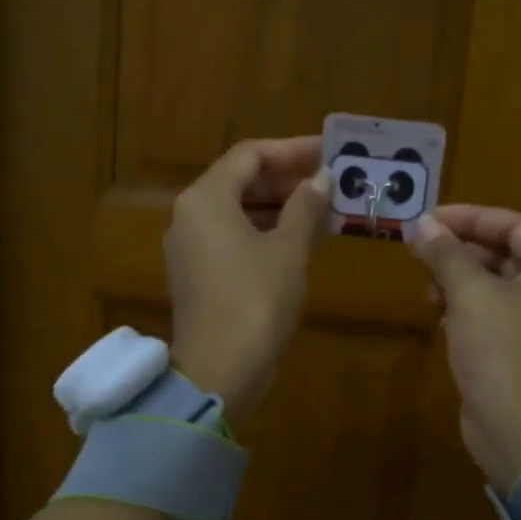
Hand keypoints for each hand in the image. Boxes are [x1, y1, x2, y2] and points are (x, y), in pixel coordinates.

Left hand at [165, 136, 331, 420]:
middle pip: (240, 181)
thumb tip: (323, 178)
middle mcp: (190, 215)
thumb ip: (306, 206)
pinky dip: (265, 232)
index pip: (250, 155)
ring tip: (323, 210)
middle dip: (287, 180)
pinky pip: (233, 237)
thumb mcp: (289, 249)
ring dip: (279, 207)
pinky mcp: (198, 274)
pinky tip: (300, 240)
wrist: (219, 370)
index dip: (292, 150)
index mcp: (205, 199)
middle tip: (330, 182)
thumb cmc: (256, 300)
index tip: (329, 152)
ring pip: (238, 210)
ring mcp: (190, 247)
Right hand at [408, 205, 520, 493]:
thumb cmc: (503, 351)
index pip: (514, 226)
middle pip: (502, 253)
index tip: (428, 220)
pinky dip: (461, 307)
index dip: (470, 217)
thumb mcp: (470, 293)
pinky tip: (438, 314)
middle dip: (459, 250)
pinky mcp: (515, 350)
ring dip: (456, 279)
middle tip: (418, 250)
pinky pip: (487, 313)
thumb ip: (446, 253)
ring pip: (491, 284)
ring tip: (428, 290)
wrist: (520, 432)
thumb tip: (420, 224)